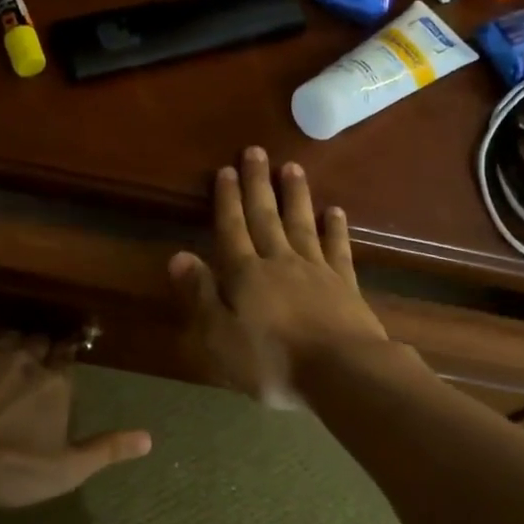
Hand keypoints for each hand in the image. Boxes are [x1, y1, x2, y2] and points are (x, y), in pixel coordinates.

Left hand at [0, 333, 151, 507]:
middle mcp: (28, 360)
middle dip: (42, 348)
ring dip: (15, 343)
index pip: (68, 355)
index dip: (66, 356)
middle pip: (40, 341)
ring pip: (10, 337)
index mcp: (57, 382)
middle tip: (39, 359)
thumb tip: (149, 439)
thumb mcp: (68, 468)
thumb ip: (107, 449)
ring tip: (14, 354)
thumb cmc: (16, 466)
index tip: (65, 359)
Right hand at [169, 147, 390, 402]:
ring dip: (295, 195)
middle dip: (258, 184)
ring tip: (292, 167)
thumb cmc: (273, 361)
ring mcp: (316, 270)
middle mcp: (280, 262)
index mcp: (246, 275)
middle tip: (256, 151)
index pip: (232, 229)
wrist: (342, 372)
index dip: (227, 200)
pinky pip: (338, 248)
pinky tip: (335, 211)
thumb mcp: (220, 337)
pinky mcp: (345, 284)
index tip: (226, 170)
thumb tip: (178, 255)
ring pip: (302, 224)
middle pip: (266, 217)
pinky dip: (335, 228)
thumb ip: (200, 295)